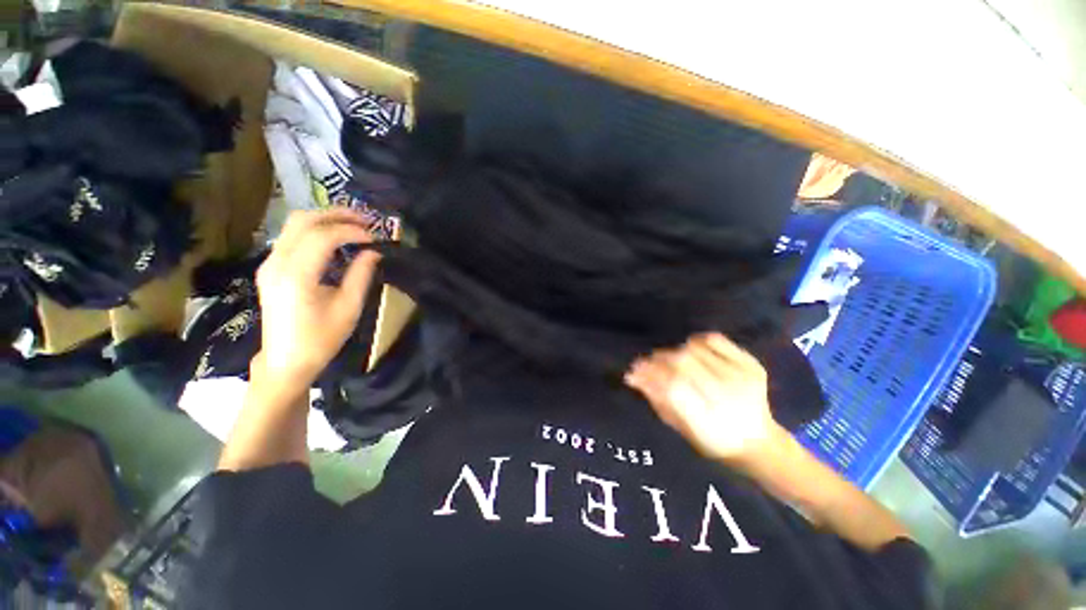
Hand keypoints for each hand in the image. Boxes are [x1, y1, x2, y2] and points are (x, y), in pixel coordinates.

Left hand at [254, 209, 380, 388]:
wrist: (286, 361)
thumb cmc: (321, 339)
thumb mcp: (349, 308)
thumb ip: (361, 275)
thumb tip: (373, 252)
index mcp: (296, 276)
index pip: (322, 237)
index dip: (351, 231)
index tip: (374, 237)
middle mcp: (276, 263)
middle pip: (303, 221)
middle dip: (336, 214)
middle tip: (365, 219)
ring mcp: (269, 264)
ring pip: (294, 225)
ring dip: (325, 219)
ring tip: (353, 224)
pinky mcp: (271, 268)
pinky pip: (291, 237)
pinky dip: (315, 231)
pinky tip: (335, 239)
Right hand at [625, 333, 779, 461]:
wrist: (758, 442)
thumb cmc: (712, 439)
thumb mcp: (680, 428)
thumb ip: (657, 400)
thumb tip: (633, 376)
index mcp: (708, 422)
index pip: (671, 387)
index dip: (649, 374)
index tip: (634, 370)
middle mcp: (728, 398)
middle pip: (682, 364)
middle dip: (658, 359)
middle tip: (648, 362)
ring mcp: (743, 378)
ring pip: (694, 350)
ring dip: (674, 351)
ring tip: (669, 359)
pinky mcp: (751, 365)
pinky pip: (715, 340)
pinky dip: (697, 340)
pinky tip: (691, 349)